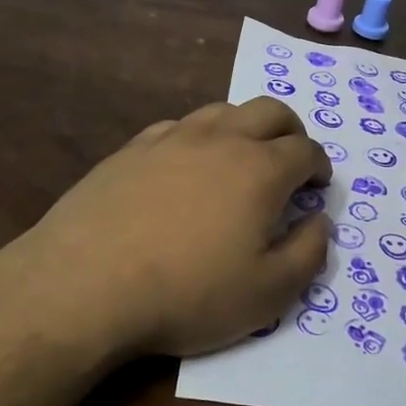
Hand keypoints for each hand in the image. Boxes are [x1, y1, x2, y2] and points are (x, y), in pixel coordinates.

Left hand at [4, 98, 332, 358]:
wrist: (86, 284)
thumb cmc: (188, 294)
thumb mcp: (268, 294)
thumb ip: (308, 254)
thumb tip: (319, 221)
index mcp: (260, 169)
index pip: (305, 150)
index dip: (319, 166)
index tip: (317, 186)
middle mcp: (221, 139)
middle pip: (270, 111)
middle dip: (291, 131)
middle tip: (291, 159)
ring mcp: (172, 138)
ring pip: (222, 111)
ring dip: (245, 127)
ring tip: (241, 158)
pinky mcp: (132, 148)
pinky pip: (178, 127)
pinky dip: (198, 138)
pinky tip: (186, 165)